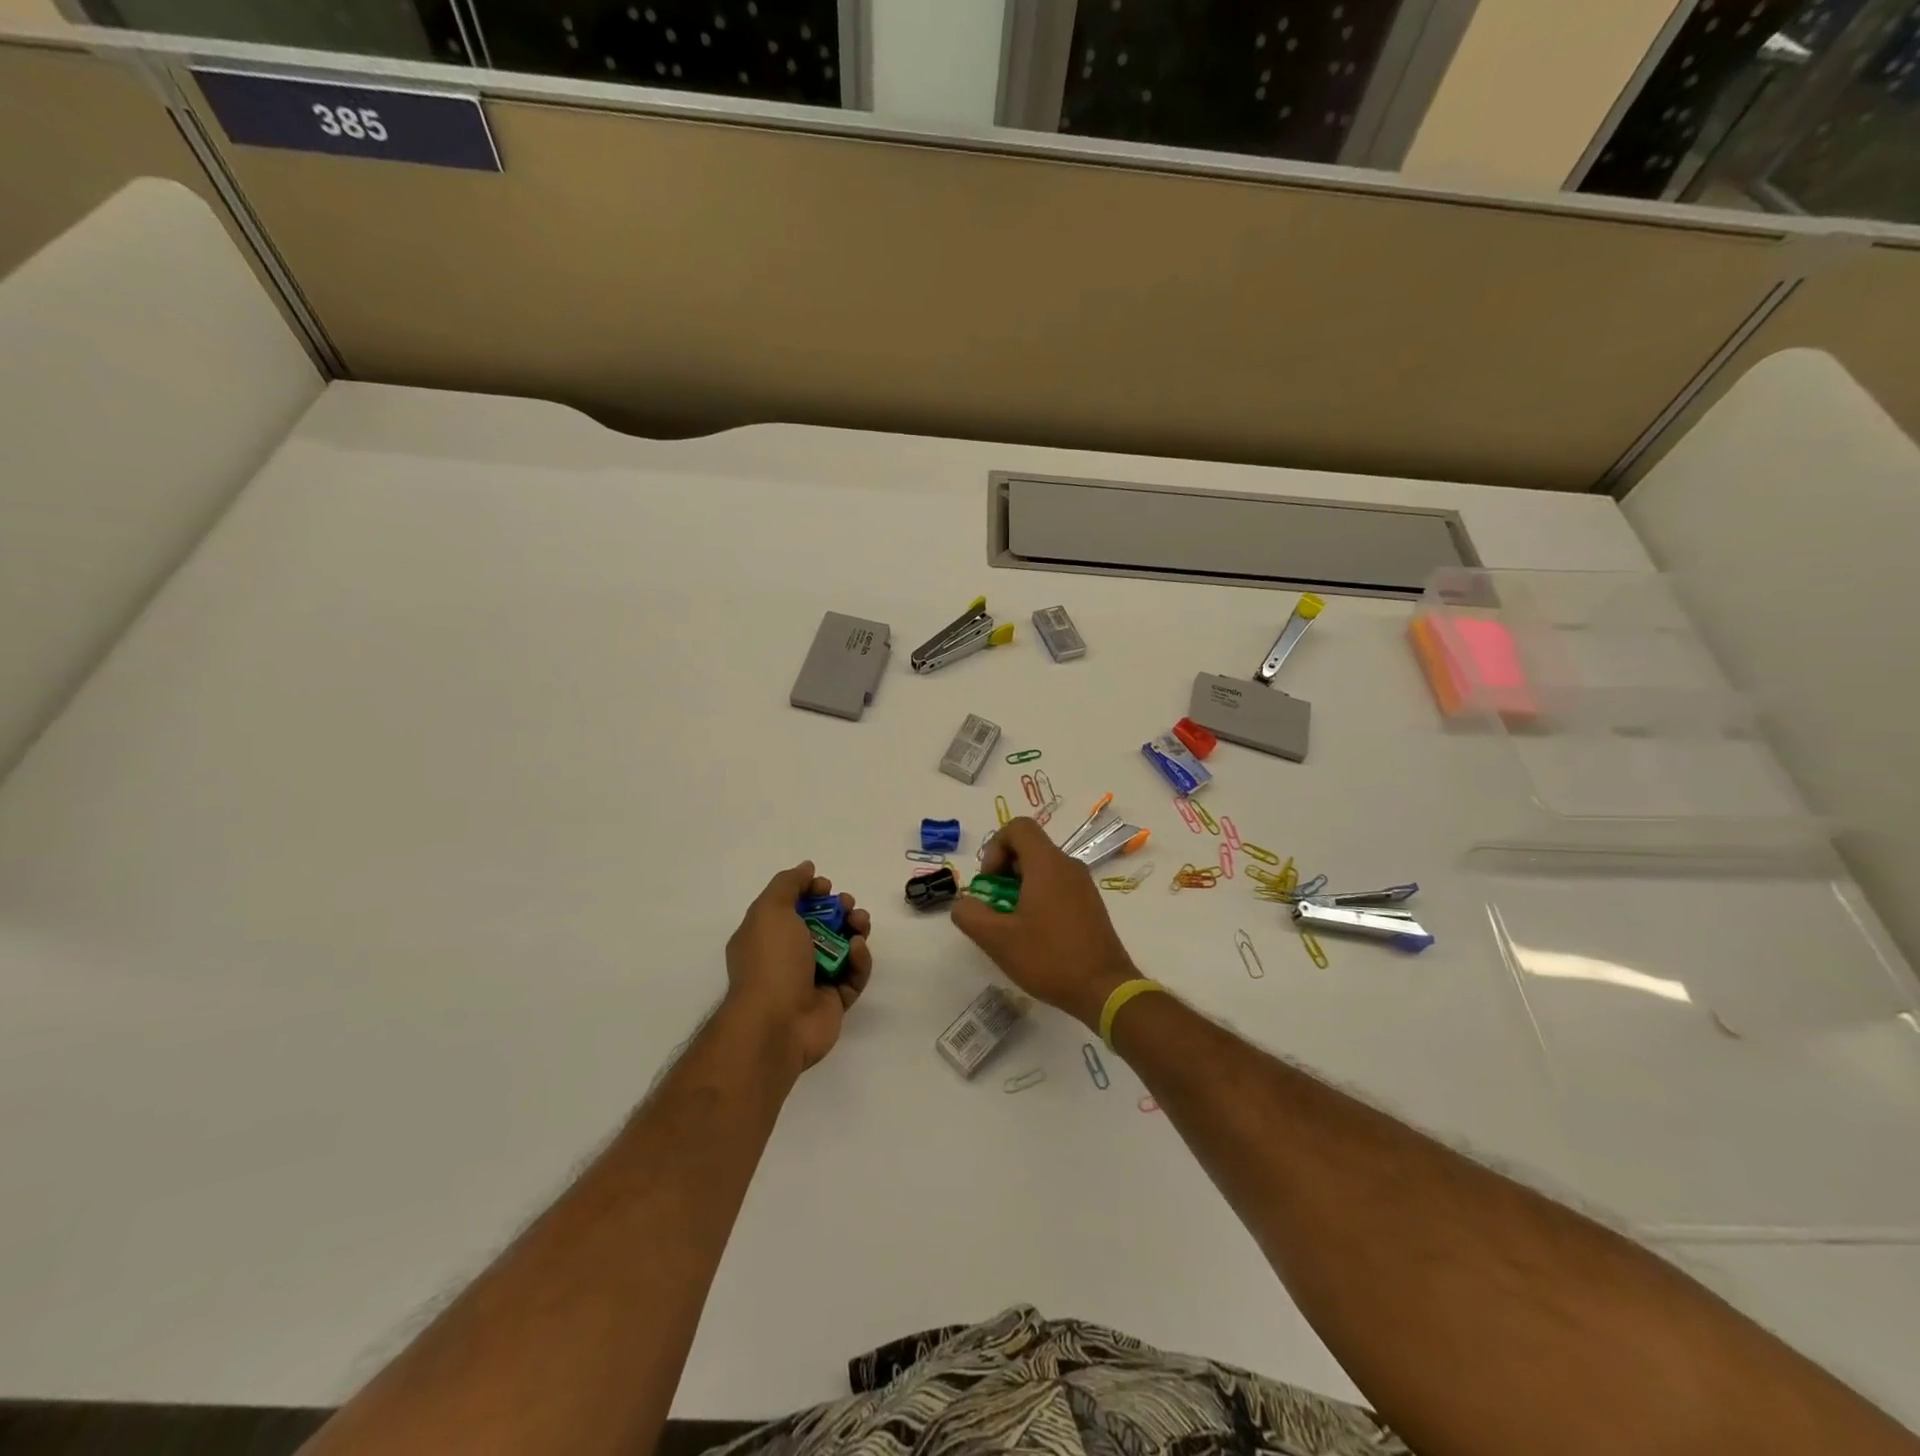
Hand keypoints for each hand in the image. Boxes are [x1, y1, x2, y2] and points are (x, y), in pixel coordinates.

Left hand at [724, 862, 872, 1072]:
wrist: (776, 1023)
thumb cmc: (770, 961)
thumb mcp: (770, 910)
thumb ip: (789, 883)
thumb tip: (807, 867)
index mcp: (767, 936)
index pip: (793, 907)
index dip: (812, 892)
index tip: (825, 887)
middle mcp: (788, 958)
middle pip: (822, 925)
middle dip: (839, 909)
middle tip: (848, 906)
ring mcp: (812, 981)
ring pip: (842, 948)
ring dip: (855, 930)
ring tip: (859, 924)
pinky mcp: (835, 1001)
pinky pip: (854, 975)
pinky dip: (859, 960)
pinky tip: (856, 951)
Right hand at [949, 818, 1138, 1028]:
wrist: (1104, 989)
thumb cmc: (1049, 958)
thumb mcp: (998, 940)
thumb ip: (970, 915)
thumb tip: (964, 903)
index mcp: (1047, 864)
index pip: (1017, 827)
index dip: (995, 847)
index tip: (990, 882)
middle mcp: (1068, 865)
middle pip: (1029, 848)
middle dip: (1003, 872)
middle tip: (995, 907)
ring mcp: (1083, 885)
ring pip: (1042, 869)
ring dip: (1019, 888)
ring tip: (1012, 925)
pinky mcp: (1090, 904)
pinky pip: (1057, 886)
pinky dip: (1038, 898)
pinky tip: (1034, 935)